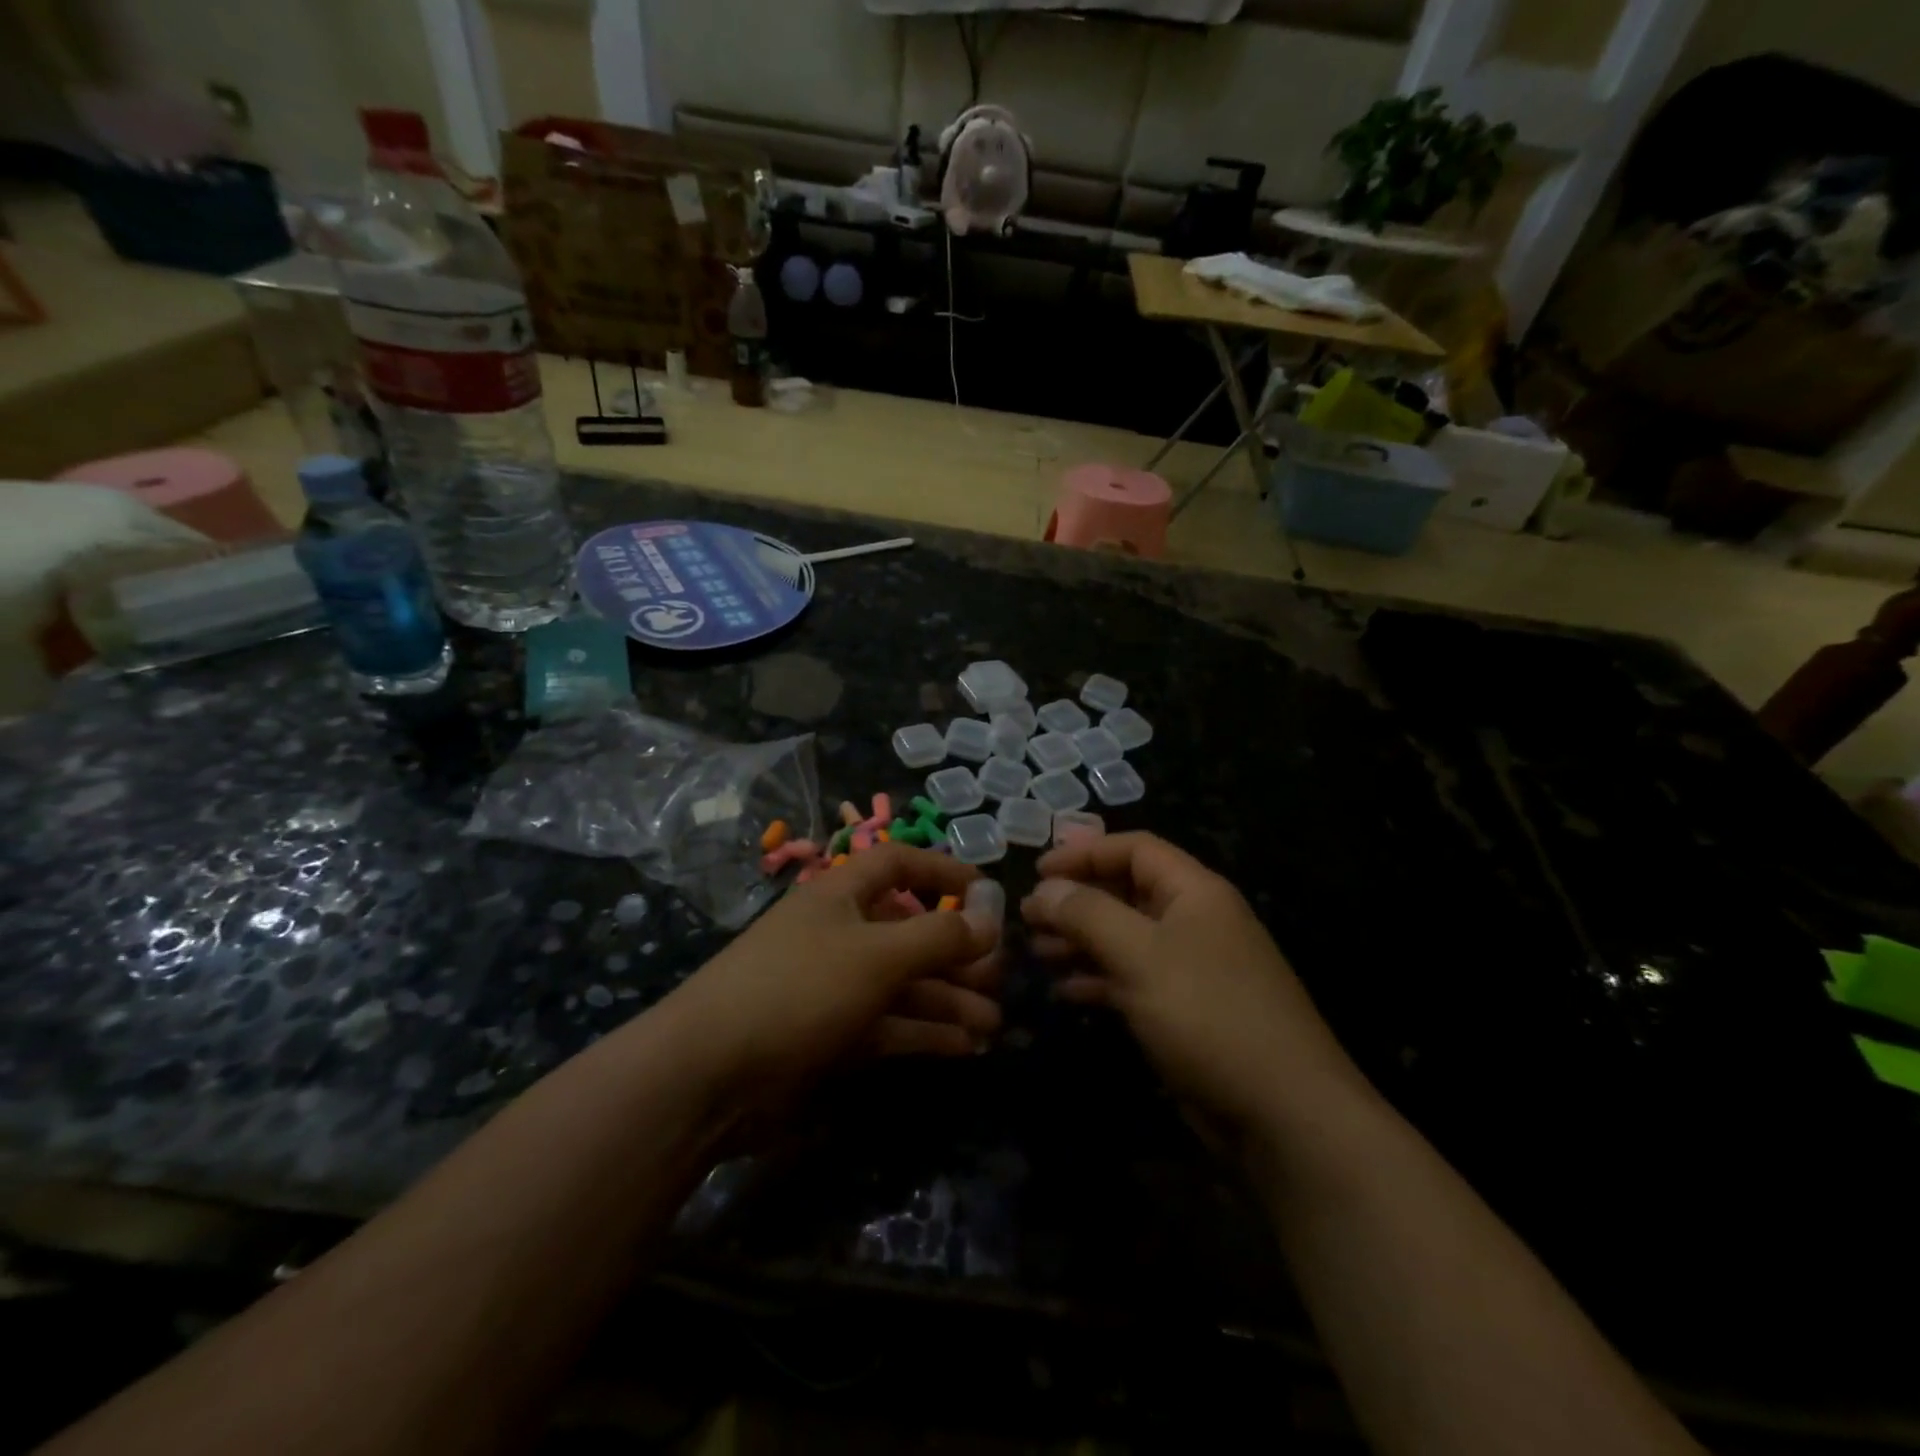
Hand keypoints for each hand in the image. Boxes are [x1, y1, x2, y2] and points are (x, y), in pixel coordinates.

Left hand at [663, 845, 1004, 1106]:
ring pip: (903, 985)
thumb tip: (990, 917)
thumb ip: (939, 935)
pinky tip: (964, 1047)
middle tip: (999, 977)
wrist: (709, 1074)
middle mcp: (839, 935)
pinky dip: (925, 1033)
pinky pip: (889, 1026)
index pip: (897, 864)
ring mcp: (833, 988)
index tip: (986, 891)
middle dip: (956, 952)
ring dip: (948, 1000)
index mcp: (840, 896)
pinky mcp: (830, 1037)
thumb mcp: (876, 954)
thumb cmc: (798, 988)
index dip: (941, 870)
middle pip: (909, 932)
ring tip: (993, 1025)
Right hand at [1022, 833, 1355, 1137]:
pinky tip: (1067, 990)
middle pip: (1127, 891)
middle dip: (1077, 900)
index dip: (1084, 852)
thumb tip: (1045, 887)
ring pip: (1127, 938)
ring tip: (1038, 952)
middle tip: (1029, 917)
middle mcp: (1195, 920)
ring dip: (1082, 940)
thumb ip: (1087, 914)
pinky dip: (1100, 979)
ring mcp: (1193, 968)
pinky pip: (1135, 979)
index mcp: (1195, 891)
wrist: (1283, 1113)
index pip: (1134, 849)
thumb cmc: (1208, 1014)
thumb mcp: (1140, 955)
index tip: (1038, 871)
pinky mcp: (1188, 1010)